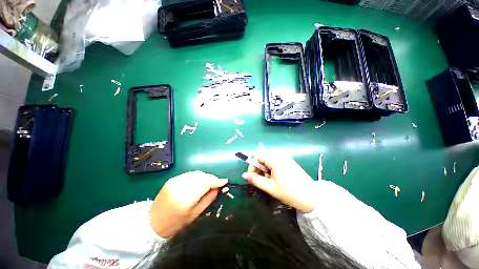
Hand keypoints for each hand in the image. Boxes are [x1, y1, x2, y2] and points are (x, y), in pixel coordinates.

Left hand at [149, 171, 227, 237]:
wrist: (152, 222)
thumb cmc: (175, 223)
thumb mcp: (195, 214)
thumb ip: (208, 199)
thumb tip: (218, 188)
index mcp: (186, 198)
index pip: (206, 183)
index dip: (217, 181)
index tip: (225, 181)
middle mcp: (180, 186)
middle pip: (202, 176)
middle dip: (212, 178)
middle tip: (217, 184)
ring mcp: (175, 181)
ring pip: (197, 173)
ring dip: (205, 177)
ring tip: (209, 183)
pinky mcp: (172, 179)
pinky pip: (190, 174)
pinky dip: (198, 176)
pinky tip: (199, 182)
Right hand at [242, 154, 316, 212]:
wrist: (312, 198)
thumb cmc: (289, 193)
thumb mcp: (270, 187)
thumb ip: (256, 180)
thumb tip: (244, 175)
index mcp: (275, 160)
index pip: (257, 156)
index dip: (252, 166)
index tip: (252, 177)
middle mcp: (280, 156)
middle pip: (263, 157)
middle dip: (259, 168)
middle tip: (261, 180)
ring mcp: (286, 158)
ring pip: (270, 160)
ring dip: (265, 168)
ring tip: (269, 180)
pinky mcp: (290, 162)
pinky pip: (277, 161)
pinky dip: (272, 168)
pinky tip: (276, 178)